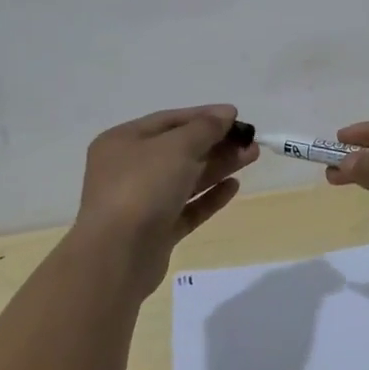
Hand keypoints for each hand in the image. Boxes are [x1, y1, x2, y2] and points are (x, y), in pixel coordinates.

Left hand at [67, 104, 256, 297]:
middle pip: (180, 150)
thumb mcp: (177, 147)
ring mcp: (142, 202)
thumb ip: (205, 128)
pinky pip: (186, 208)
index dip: (204, 116)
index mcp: (123, 142)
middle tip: (250, 140)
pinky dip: (209, 196)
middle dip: (216, 143)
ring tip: (251, 156)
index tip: (236, 115)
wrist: (117, 256)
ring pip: (186, 178)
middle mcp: (129, 169)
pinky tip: (234, 186)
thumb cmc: (142, 187)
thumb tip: (226, 113)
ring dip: (218, 166)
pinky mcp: (155, 231)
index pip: (169, 121)